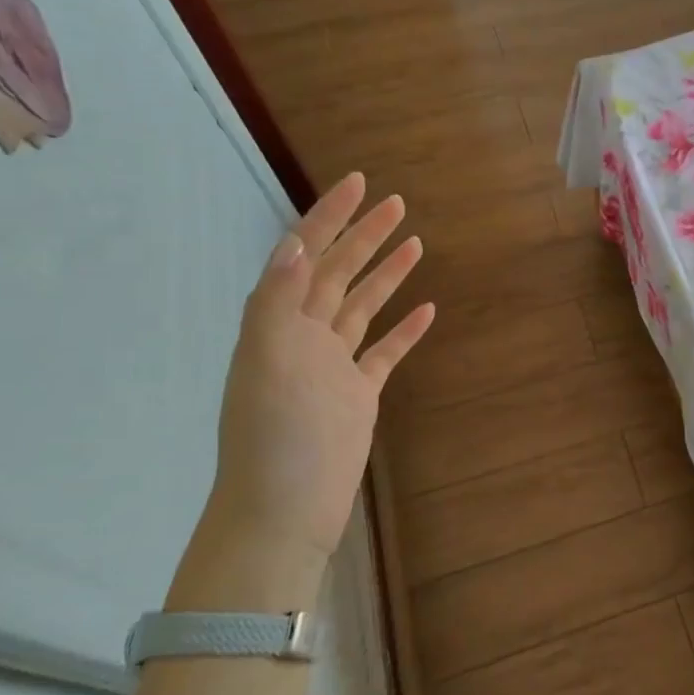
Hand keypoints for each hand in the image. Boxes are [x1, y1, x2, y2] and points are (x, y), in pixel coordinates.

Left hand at [207, 172, 434, 563]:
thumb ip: (278, 301)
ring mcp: (333, 365)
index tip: (358, 184)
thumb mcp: (267, 361)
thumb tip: (295, 243)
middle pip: (338, 273)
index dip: (329, 217)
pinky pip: (384, 352)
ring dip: (387, 274)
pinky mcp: (358, 394)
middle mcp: (304, 336)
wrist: (285, 509)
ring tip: (415, 243)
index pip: (305, 255)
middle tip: (397, 204)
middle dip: (364, 236)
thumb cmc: (274, 434)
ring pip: (363, 306)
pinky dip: (405, 330)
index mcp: (278, 323)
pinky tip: (426, 311)